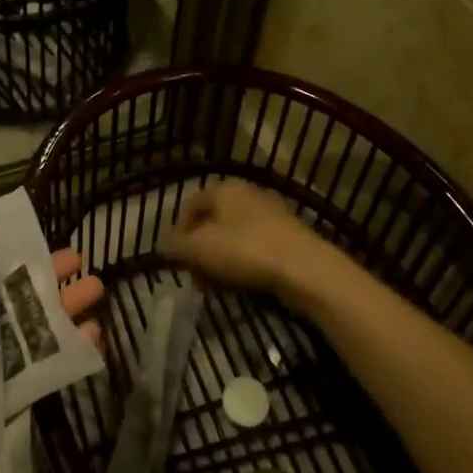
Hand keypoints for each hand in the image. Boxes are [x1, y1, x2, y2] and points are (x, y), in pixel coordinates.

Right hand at [168, 181, 340, 302]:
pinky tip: (242, 282)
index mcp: (224, 188)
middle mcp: (247, 193)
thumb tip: (167, 244)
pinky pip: (254, 246)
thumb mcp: (198, 249)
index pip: (189, 205)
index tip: (177, 260)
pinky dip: (243, 261)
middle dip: (199, 250)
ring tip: (217, 284)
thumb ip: (176, 245)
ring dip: (219, 259)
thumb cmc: (245, 251)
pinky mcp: (287, 234)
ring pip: (232, 235)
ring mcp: (270, 213)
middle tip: (196, 276)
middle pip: (211, 221)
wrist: (305, 269)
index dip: (178, 233)